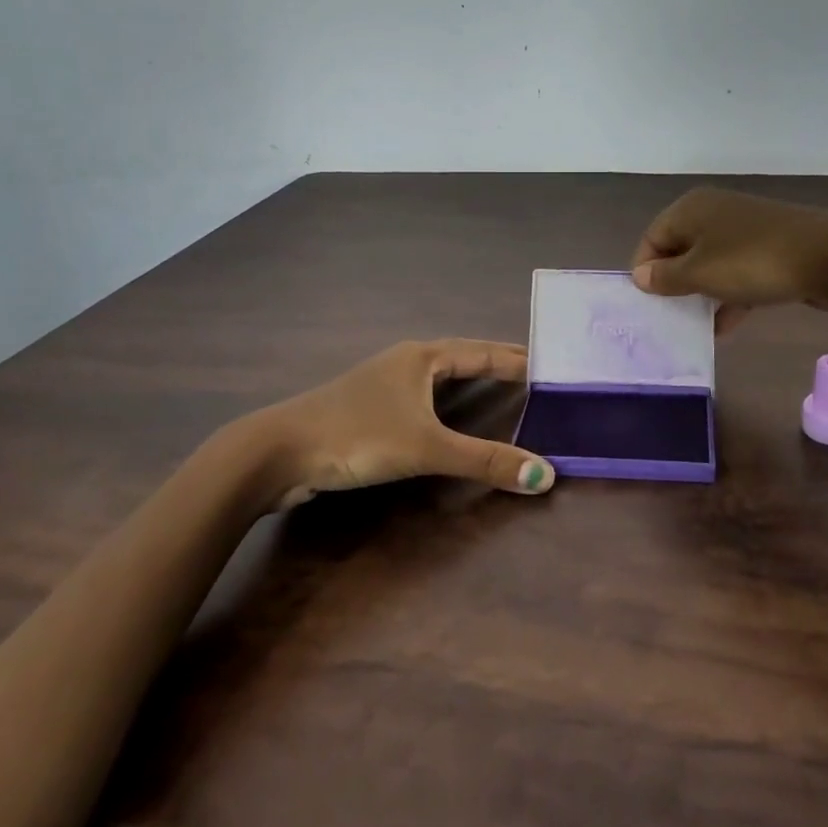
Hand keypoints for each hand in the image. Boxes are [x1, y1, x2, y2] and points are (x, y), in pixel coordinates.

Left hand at [250, 339, 555, 509]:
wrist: (277, 453)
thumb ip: (485, 461)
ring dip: (470, 381)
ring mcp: (383, 385)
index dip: (516, 357)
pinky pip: (421, 399)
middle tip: (534, 375)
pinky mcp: (368, 410)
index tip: (550, 360)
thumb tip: (545, 475)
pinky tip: (448, 418)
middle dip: (496, 364)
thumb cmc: (356, 436)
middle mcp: (404, 363)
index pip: (482, 351)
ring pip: (438, 378)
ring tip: (501, 390)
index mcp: (421, 357)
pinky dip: (446, 404)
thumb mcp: (425, 447)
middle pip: (462, 358)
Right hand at [631, 187, 827, 333]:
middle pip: (679, 252)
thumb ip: (666, 277)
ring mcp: (744, 232)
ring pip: (709, 266)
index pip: (652, 238)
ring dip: (700, 296)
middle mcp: (714, 214)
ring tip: (690, 329)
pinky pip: (737, 275)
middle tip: (665, 319)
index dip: (645, 271)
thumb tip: (640, 276)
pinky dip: (728, 298)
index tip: (647, 304)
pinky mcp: (768, 252)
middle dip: (672, 286)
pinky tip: (723, 329)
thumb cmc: (754, 261)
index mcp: (692, 210)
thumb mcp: (701, 273)